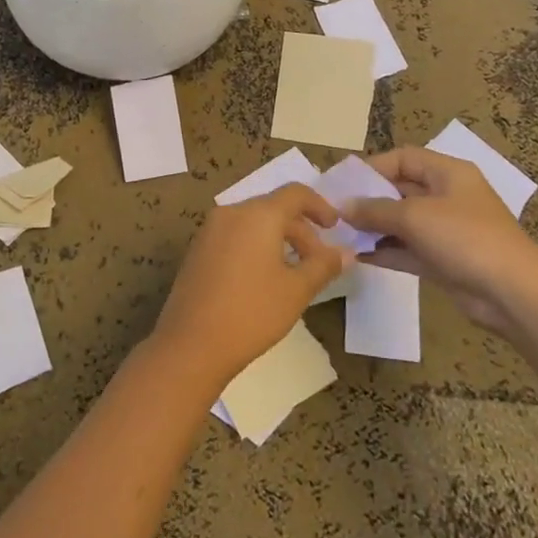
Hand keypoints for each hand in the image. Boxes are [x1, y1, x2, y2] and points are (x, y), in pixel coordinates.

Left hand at [150, 184, 347, 390]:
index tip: (336, 228)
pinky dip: (255, 246)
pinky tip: (263, 279)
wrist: (191, 343)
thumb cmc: (252, 312)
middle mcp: (231, 213)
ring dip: (279, 239)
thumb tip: (346, 252)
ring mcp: (210, 230)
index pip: (295, 193)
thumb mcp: (296, 290)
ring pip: (253, 223)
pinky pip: (235, 236)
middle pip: (273, 208)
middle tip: (319, 262)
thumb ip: (323, 266)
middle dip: (301, 231)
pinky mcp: (198, 250)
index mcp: (258, 214)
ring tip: (294, 273)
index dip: (320, 206)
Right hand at [345, 148, 537, 333]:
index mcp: (448, 173)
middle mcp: (447, 196)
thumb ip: (374, 209)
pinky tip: (356, 256)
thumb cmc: (464, 238)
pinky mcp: (444, 260)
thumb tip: (342, 206)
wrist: (512, 294)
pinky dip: (384, 251)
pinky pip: (407, 249)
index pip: (404, 158)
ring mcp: (446, 230)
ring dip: (373, 227)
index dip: (372, 167)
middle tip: (334, 210)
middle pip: (400, 189)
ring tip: (339, 234)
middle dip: (368, 199)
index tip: (343, 182)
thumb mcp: (414, 216)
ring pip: (402, 222)